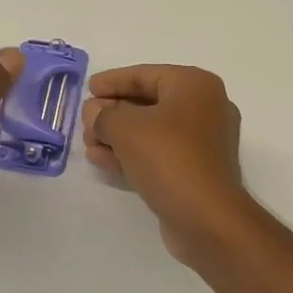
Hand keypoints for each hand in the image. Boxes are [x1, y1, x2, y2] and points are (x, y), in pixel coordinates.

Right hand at [81, 64, 256, 263]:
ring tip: (88, 143)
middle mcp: (205, 108)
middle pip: (148, 102)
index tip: (88, 88)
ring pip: (151, 131)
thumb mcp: (126, 128)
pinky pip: (158, 154)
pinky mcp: (196, 171)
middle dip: (112, 112)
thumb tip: (95, 112)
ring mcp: (203, 142)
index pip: (146, 75)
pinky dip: (131, 155)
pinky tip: (101, 160)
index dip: (113, 80)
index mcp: (195, 86)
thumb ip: (103, 114)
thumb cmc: (169, 158)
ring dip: (117, 136)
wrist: (207, 218)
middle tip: (85, 121)